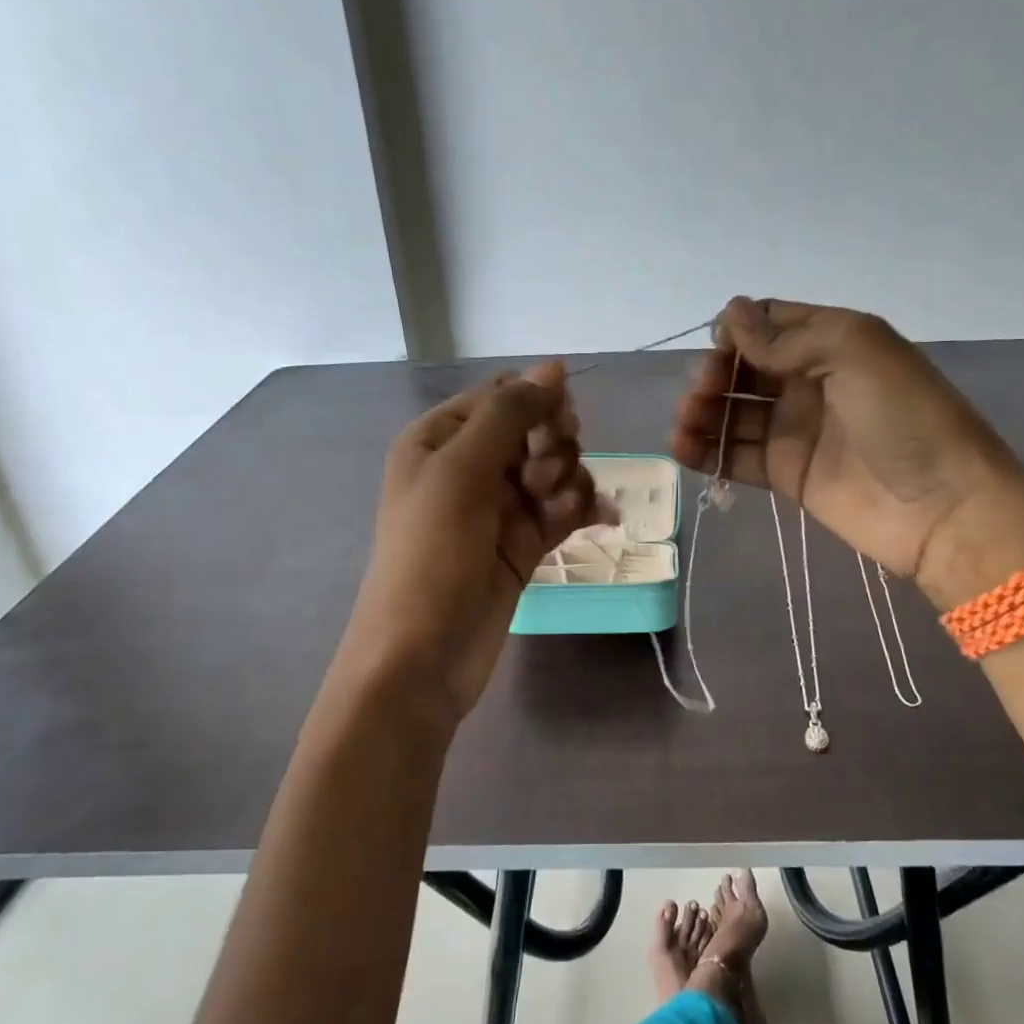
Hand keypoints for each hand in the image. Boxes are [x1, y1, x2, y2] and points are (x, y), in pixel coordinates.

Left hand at [337, 363, 606, 725]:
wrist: (422, 657)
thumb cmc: (432, 556)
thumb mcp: (461, 472)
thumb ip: (509, 413)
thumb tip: (554, 366)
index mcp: (439, 439)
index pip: (501, 396)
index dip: (537, 403)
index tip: (560, 424)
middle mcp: (468, 466)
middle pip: (535, 430)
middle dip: (554, 446)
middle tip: (544, 478)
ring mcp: (498, 507)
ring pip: (555, 469)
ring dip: (570, 481)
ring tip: (558, 511)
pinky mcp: (523, 543)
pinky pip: (562, 509)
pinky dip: (581, 509)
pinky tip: (601, 520)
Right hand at [672, 298, 1023, 593]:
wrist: (942, 507)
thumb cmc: (904, 416)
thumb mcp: (854, 351)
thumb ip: (788, 338)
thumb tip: (730, 314)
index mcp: (831, 341)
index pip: (770, 323)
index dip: (738, 330)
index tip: (720, 346)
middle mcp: (810, 381)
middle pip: (745, 368)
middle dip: (714, 373)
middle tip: (702, 392)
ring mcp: (797, 430)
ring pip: (735, 412)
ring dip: (702, 411)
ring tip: (683, 422)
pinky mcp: (786, 474)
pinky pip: (737, 456)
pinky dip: (707, 451)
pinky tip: (681, 448)